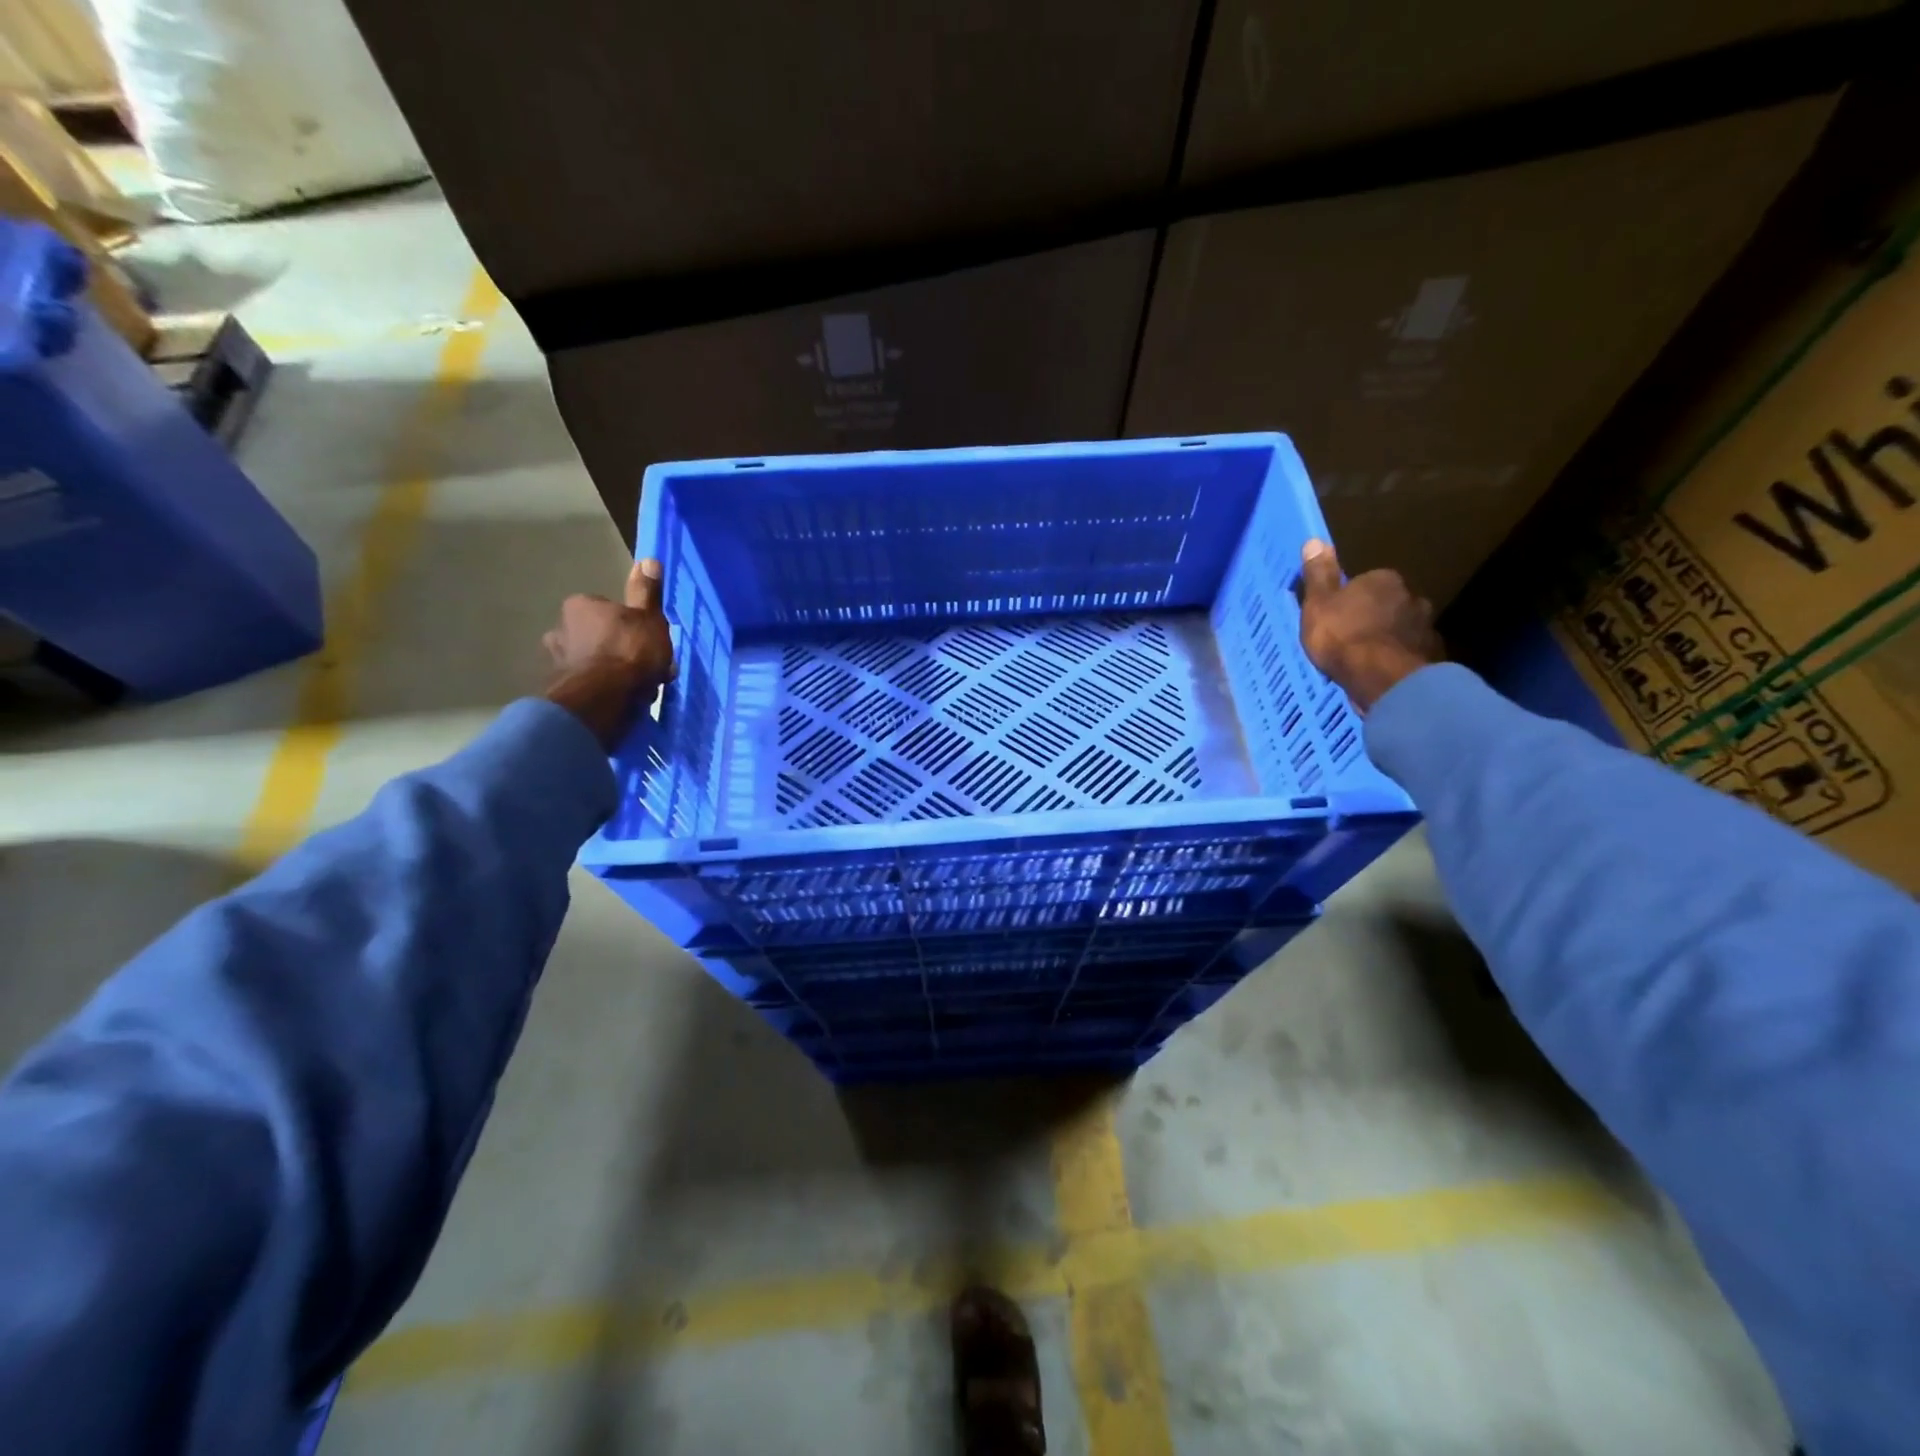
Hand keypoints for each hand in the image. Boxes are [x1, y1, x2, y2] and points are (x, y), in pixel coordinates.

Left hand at [543, 559, 676, 747]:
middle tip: (644, 667)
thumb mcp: (649, 617)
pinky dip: (600, 690)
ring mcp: (557, 661)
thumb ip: (646, 592)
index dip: (631, 625)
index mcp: (580, 605)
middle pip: (596, 635)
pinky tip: (620, 700)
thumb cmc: (630, 651)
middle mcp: (560, 628)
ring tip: (635, 688)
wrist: (603, 699)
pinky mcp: (560, 689)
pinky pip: (586, 684)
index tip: (647, 641)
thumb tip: (648, 559)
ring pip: (590, 661)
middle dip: (616, 648)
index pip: (608, 609)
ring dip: (608, 671)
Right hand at [1297, 539, 1442, 711]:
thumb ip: (1319, 575)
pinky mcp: (1432, 654)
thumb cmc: (1343, 637)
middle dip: (1373, 616)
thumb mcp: (1318, 604)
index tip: (1337, 616)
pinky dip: (1399, 658)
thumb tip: (1314, 540)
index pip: (1366, 582)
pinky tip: (1385, 672)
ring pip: (1402, 627)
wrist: (1383, 678)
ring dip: (1389, 638)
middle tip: (1352, 638)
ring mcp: (1426, 626)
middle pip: (1388, 603)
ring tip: (1369, 659)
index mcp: (1383, 580)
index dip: (1350, 599)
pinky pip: (1411, 651)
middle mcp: (1411, 596)